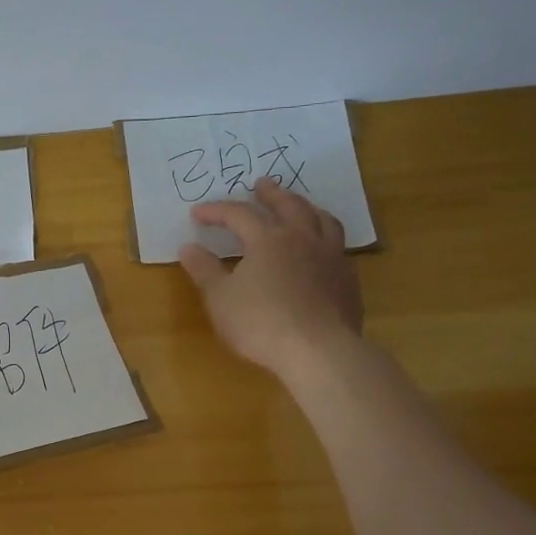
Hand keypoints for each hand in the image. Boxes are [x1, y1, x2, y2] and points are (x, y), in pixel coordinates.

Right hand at [179, 178, 363, 383]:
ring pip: (321, 219)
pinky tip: (321, 248)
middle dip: (271, 194)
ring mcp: (330, 256)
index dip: (216, 211)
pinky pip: (338, 245)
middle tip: (261, 183)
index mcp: (267, 239)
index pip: (238, 214)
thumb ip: (204, 270)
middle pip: (287, 205)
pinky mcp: (348, 279)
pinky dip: (325, 236)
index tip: (197, 214)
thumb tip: (188, 248)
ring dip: (306, 207)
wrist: (319, 351)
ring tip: (299, 205)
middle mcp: (302, 238)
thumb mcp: (220, 298)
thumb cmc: (261, 322)